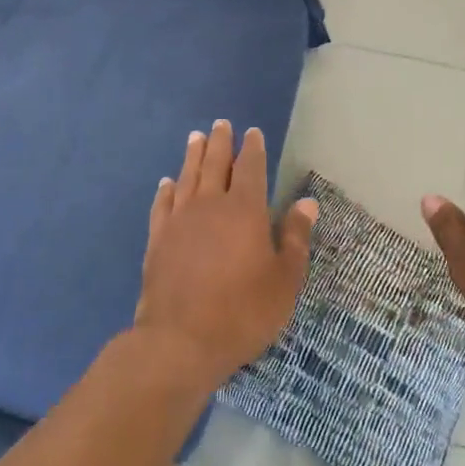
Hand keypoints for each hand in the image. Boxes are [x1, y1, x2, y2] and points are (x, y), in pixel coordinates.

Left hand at [134, 120, 317, 391]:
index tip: (252, 132)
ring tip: (195, 138)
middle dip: (219, 142)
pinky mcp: (157, 239)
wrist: (180, 341)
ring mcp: (179, 221)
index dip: (252, 149)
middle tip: (221, 124)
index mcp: (245, 210)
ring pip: (187, 177)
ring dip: (192, 156)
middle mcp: (210, 205)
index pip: (250, 168)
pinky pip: (162, 204)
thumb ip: (295, 237)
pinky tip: (167, 183)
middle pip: (214, 164)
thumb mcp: (284, 280)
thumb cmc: (243, 312)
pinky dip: (166, 190)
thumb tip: (307, 203)